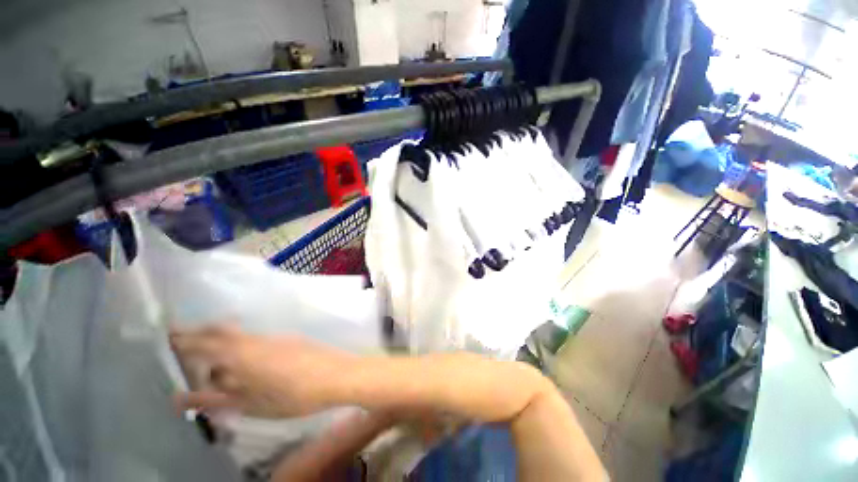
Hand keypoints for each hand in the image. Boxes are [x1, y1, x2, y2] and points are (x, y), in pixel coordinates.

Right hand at [170, 324, 352, 417]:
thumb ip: (216, 399)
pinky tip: (242, 360)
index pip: (206, 342)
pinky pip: (257, 338)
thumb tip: (180, 398)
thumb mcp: (252, 405)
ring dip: (222, 339)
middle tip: (182, 339)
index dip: (185, 338)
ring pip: (241, 334)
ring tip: (208, 355)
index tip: (167, 336)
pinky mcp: (289, 339)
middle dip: (201, 332)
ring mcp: (276, 337)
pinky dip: (241, 344)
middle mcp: (258, 340)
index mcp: (244, 354)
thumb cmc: (295, 396)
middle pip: (223, 330)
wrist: (339, 374)